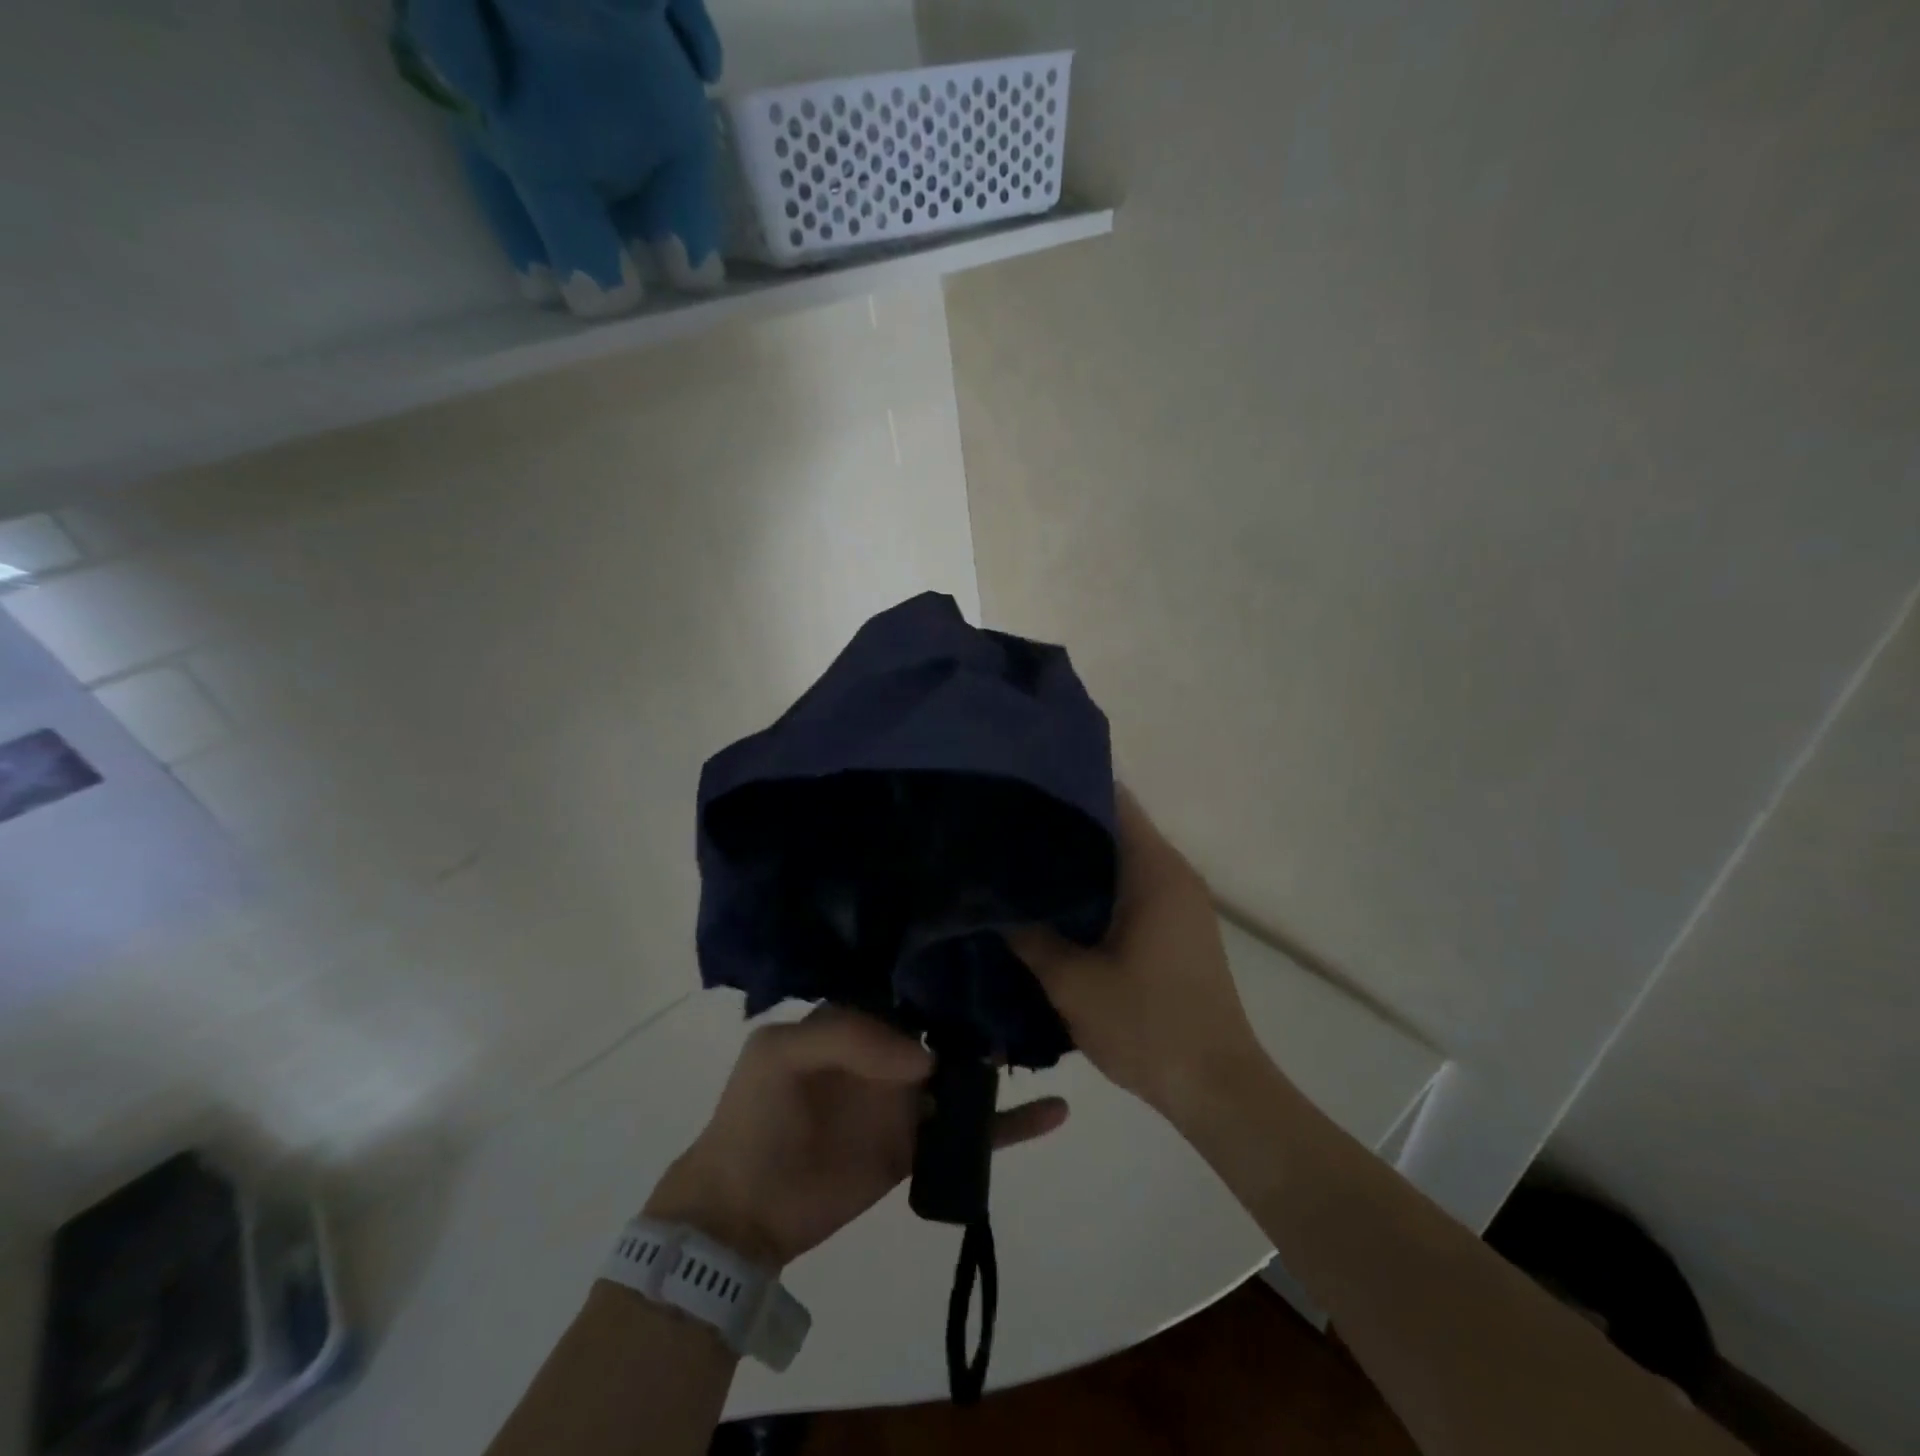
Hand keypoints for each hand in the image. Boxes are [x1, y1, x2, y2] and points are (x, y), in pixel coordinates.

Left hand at [643, 1008, 1068, 1268]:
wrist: (743, 1211)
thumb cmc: (757, 1117)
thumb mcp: (781, 1053)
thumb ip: (848, 1036)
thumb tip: (927, 1056)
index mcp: (854, 1018)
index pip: (906, 987)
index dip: (941, 971)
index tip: (987, 954)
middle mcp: (887, 1051)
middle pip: (944, 1026)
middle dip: (981, 1010)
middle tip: (1033, 991)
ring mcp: (907, 1100)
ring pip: (965, 1074)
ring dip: (1001, 1062)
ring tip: (1047, 1039)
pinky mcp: (920, 1146)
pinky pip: (973, 1134)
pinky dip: (1013, 1124)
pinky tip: (1055, 1110)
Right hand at [1007, 788, 1267, 1122]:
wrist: (1216, 1089)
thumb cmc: (1148, 1026)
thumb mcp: (1073, 982)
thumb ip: (1028, 936)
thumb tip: (989, 901)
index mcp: (1154, 870)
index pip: (1112, 799)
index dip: (1066, 787)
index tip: (1020, 790)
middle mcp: (1173, 873)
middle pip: (1114, 825)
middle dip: (1063, 825)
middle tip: (1006, 828)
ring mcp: (1180, 901)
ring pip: (1121, 858)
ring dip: (1078, 859)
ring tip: (1021, 861)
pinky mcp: (1178, 927)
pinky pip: (1132, 886)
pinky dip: (1096, 886)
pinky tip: (1056, 903)